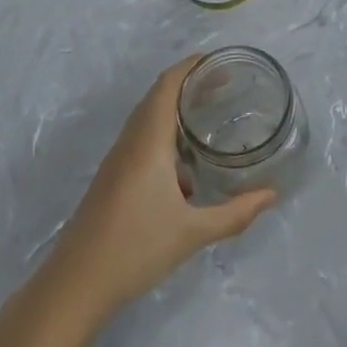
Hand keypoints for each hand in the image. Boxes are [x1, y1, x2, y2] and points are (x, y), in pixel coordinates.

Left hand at [42, 55, 276, 324]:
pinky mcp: (112, 179)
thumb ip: (235, 213)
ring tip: (209, 118)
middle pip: (158, 97)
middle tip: (225, 85)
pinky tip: (187, 169)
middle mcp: (130, 142)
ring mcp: (117, 161)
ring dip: (175, 111)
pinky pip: (141, 142)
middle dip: (189, 85)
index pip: (167, 85)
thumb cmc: (135, 248)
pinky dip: (166, 138)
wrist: (75, 285)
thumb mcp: (193, 233)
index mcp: (148, 142)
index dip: (191, 66)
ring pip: (148, 120)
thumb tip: (272, 195)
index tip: (220, 61)